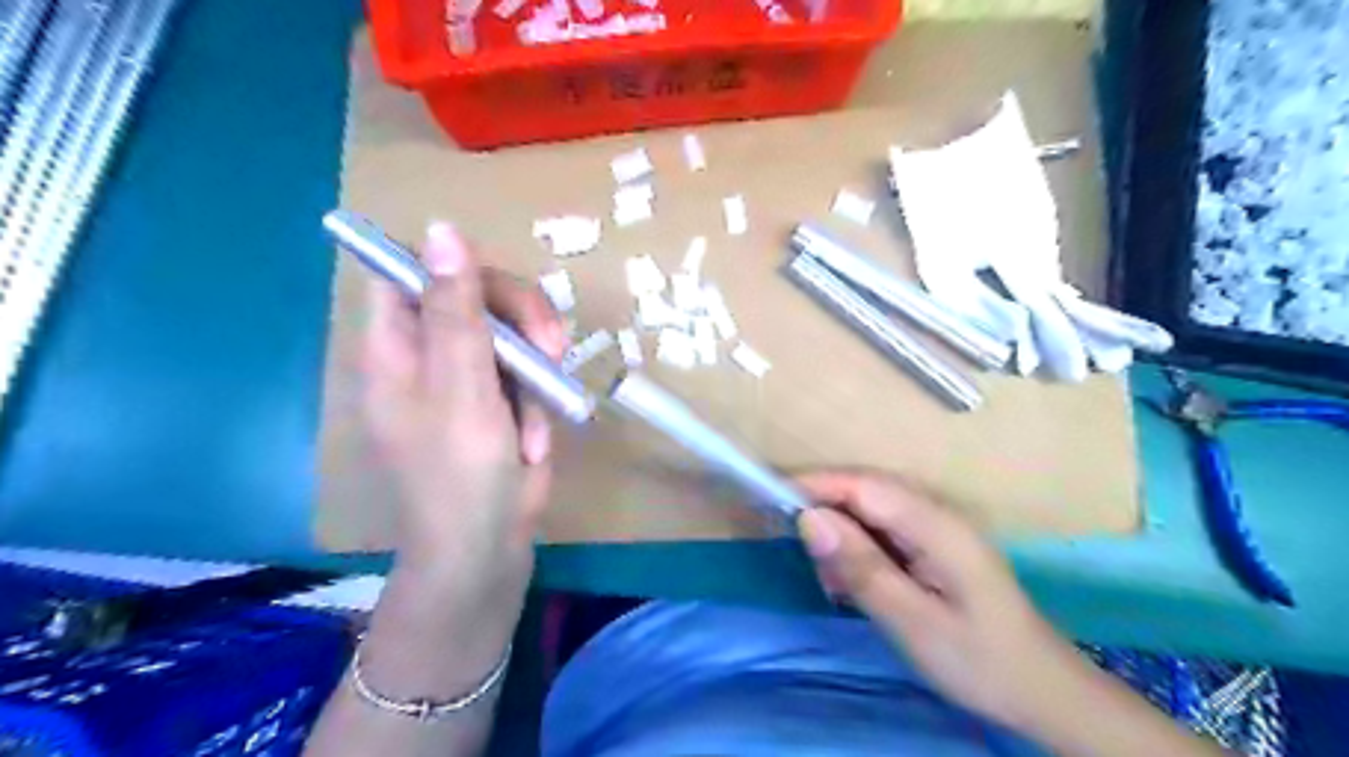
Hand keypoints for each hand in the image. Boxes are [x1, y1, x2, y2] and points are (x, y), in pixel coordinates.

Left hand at [360, 222, 565, 588]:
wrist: (488, 546)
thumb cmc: (459, 471)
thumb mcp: (461, 386)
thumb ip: (456, 310)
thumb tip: (443, 228)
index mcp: (397, 344)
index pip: (410, 271)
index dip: (451, 265)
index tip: (496, 291)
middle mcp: (431, 352)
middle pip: (476, 294)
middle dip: (520, 318)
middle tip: (550, 348)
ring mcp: (470, 376)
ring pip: (513, 332)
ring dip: (537, 370)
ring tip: (537, 418)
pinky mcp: (504, 398)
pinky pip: (530, 372)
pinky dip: (540, 401)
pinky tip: (533, 440)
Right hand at [793, 471, 1083, 730]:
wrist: (1042, 692)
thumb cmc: (978, 660)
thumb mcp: (911, 621)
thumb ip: (860, 566)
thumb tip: (809, 518)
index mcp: (936, 525)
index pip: (864, 485)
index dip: (817, 485)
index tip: (772, 499)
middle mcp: (936, 513)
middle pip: (866, 491)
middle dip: (826, 512)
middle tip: (805, 556)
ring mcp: (937, 528)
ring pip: (872, 511)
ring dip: (842, 537)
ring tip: (834, 584)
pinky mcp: (934, 546)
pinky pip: (884, 531)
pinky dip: (859, 551)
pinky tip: (854, 585)